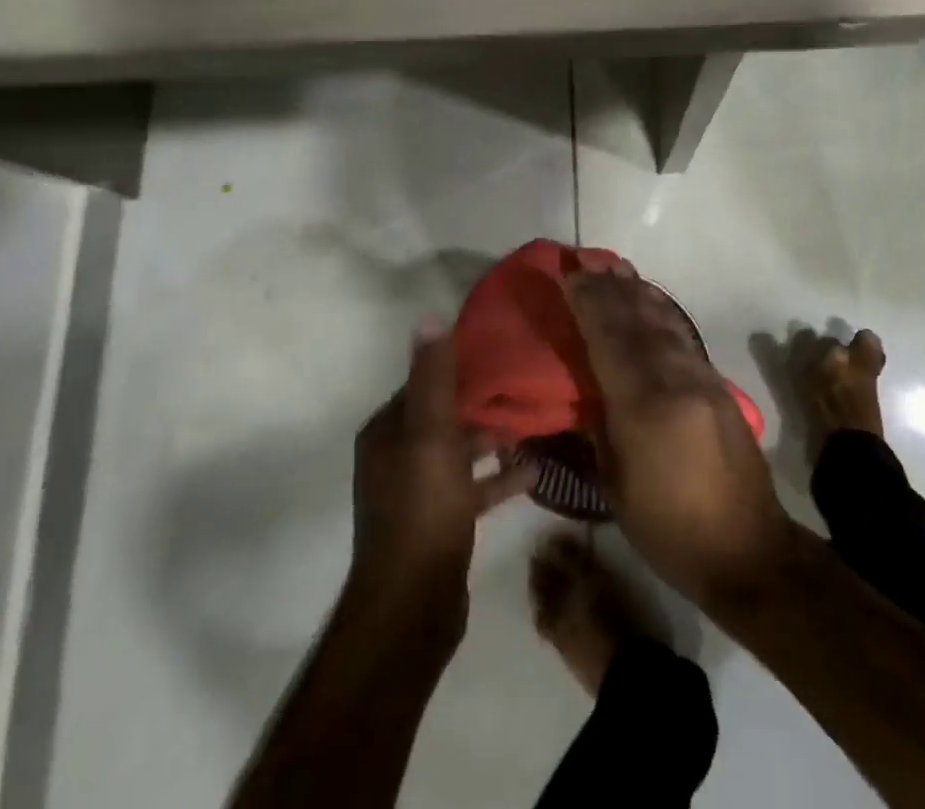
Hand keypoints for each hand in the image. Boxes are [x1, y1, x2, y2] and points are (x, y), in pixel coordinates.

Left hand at [350, 319, 535, 614]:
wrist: (413, 607)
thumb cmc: (422, 509)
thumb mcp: (431, 435)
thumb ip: (434, 378)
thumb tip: (429, 316)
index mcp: (386, 432)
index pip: (424, 384)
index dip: (460, 367)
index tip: (501, 352)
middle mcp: (396, 456)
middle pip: (445, 416)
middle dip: (483, 402)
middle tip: (528, 383)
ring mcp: (418, 492)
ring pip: (461, 451)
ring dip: (495, 438)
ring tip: (537, 420)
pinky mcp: (440, 522)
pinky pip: (472, 487)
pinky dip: (499, 477)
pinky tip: (536, 470)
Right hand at [565, 263, 797, 612]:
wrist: (750, 551)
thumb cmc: (670, 529)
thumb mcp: (617, 487)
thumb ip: (599, 428)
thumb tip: (584, 390)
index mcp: (644, 407)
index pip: (609, 340)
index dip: (588, 303)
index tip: (569, 273)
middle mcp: (675, 380)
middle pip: (636, 321)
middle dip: (609, 287)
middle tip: (586, 259)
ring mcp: (702, 378)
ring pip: (663, 321)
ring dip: (636, 291)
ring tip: (615, 266)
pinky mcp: (719, 384)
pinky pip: (682, 335)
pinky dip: (661, 311)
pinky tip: (650, 300)